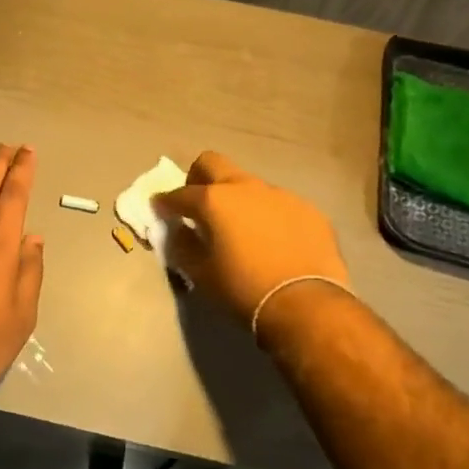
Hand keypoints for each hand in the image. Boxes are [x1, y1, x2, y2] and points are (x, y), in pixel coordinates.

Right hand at [154, 151, 348, 325]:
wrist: (307, 304)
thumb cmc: (244, 289)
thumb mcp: (202, 274)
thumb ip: (184, 246)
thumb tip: (180, 232)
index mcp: (214, 200)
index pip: (179, 193)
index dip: (165, 202)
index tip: (160, 209)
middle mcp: (245, 187)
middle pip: (213, 164)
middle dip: (199, 179)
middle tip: (199, 205)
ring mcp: (280, 195)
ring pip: (249, 185)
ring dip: (238, 200)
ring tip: (242, 230)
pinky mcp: (308, 210)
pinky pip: (279, 205)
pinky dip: (269, 216)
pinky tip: (275, 242)